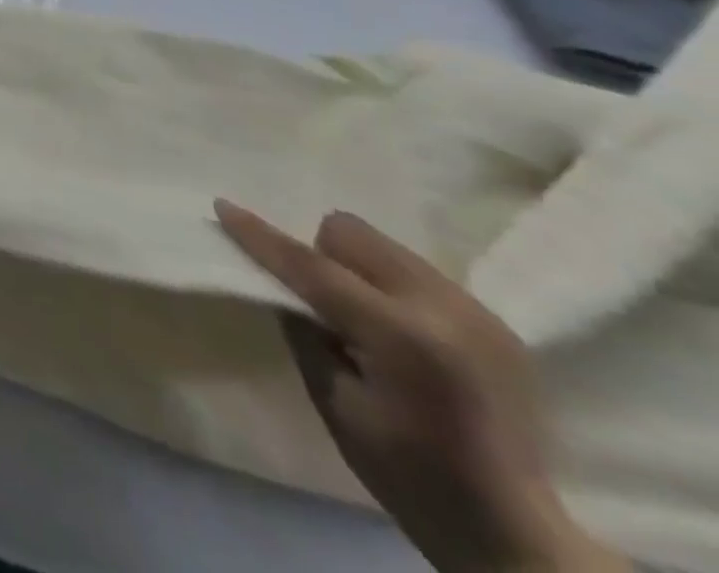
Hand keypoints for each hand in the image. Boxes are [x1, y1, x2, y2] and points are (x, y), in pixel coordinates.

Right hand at [215, 202, 628, 572]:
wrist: (521, 540)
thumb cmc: (411, 478)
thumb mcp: (335, 405)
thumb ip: (302, 331)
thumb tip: (277, 282)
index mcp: (402, 338)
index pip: (312, 267)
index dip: (262, 236)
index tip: (223, 206)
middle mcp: (443, 309)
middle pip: (351, 233)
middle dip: (323, 255)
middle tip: (325, 308)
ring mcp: (477, 311)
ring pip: (384, 246)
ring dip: (358, 270)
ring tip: (367, 325)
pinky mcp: (495, 320)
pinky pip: (416, 272)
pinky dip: (392, 288)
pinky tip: (406, 340)